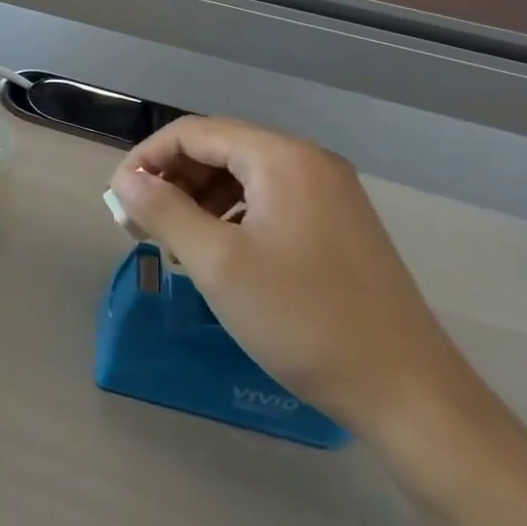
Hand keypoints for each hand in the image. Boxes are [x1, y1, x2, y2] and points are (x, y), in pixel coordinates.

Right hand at [109, 117, 482, 447]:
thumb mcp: (217, 264)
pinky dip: (231, 218)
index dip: (147, 159)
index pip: (194, 132)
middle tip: (140, 226)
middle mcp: (309, 163)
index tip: (118, 200)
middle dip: (172, 182)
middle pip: (219, 150)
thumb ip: (164, 211)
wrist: (408, 393)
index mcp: (282, 158)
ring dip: (198, 202)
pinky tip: (218, 256)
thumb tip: (126, 180)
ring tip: (175, 246)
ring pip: (242, 178)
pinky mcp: (337, 227)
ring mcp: (329, 195)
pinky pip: (268, 203)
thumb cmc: (303, 320)